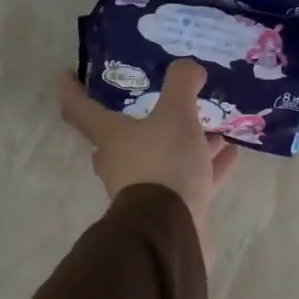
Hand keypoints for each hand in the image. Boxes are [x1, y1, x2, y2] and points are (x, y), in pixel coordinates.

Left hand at [60, 60, 239, 259]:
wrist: (170, 231)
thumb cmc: (163, 164)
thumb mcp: (176, 114)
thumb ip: (181, 84)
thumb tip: (188, 67)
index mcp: (110, 137)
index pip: (79, 109)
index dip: (72, 90)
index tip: (67, 74)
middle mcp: (120, 163)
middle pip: (124, 137)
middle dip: (144, 119)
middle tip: (164, 102)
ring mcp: (143, 190)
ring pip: (163, 158)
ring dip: (186, 143)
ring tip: (215, 127)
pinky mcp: (168, 210)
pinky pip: (188, 180)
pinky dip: (207, 167)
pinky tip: (231, 155)